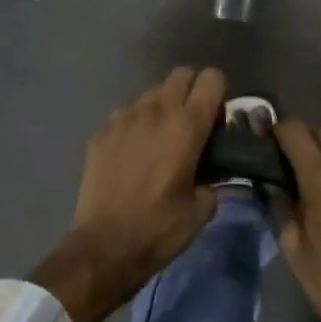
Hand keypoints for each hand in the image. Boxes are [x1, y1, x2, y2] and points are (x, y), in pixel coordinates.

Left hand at [37, 67, 226, 321]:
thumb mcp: (202, 209)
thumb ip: (214, 179)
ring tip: (160, 142)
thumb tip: (213, 171)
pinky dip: (136, 125)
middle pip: (182, 75)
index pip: (212, 79)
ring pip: (152, 93)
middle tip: (192, 127)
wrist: (104, 247)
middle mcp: (156, 111)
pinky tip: (134, 155)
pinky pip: (126, 114)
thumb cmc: (160, 229)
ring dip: (163, 108)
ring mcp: (124, 118)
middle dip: (192, 93)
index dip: (219, 96)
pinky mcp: (101, 131)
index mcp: (187, 126)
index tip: (217, 124)